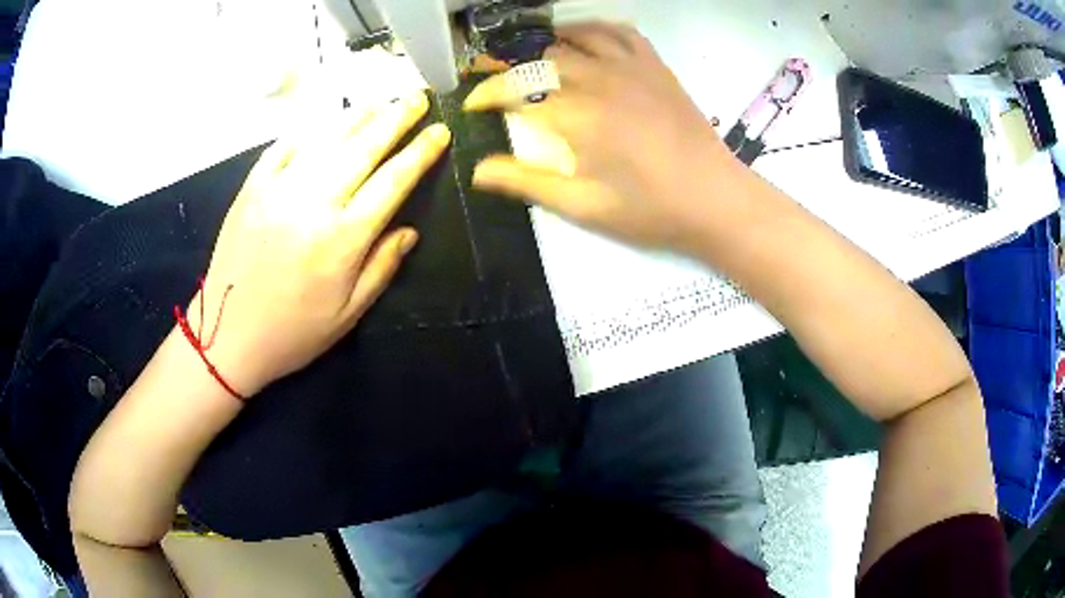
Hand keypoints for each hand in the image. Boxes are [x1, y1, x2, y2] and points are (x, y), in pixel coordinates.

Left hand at [187, 93, 450, 395]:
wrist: (226, 338)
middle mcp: (313, 204)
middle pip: (363, 149)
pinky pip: (282, 148)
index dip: (420, 153)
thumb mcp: (348, 315)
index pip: (392, 182)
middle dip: (395, 119)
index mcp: (342, 239)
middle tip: (417, 97)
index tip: (439, 131)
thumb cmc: (292, 333)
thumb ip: (381, 268)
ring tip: (380, 101)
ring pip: (326, 140)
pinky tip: (324, 122)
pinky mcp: (251, 189)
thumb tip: (409, 231)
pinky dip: (307, 130)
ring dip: (357, 116)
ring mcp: (277, 191)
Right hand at [464, 22, 742, 253]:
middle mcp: (598, 80)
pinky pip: (619, 32)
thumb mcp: (582, 205)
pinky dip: (594, 29)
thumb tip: (477, 171)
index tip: (472, 104)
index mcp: (576, 116)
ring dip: (548, 42)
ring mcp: (630, 68)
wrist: (714, 198)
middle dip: (511, 66)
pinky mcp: (655, 66)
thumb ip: (527, 182)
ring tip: (533, 57)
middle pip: (541, 58)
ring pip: (577, 36)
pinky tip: (585, 40)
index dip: (486, 95)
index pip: (515, 93)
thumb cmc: (648, 210)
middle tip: (498, 79)